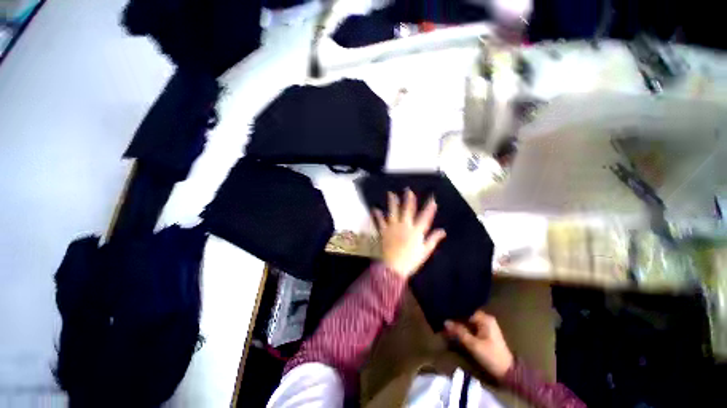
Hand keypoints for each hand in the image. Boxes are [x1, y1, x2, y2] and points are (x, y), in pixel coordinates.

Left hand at [373, 189, 446, 278]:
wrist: (394, 267)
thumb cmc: (411, 260)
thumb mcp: (425, 251)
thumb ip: (433, 239)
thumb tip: (443, 231)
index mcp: (416, 231)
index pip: (425, 217)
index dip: (429, 208)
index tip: (432, 199)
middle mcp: (405, 226)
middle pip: (407, 210)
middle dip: (409, 199)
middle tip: (408, 190)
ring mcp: (393, 227)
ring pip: (393, 211)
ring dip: (392, 202)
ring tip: (391, 194)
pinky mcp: (384, 231)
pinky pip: (380, 221)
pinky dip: (378, 215)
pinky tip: (375, 209)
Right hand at [445, 311, 513, 380]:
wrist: (507, 372)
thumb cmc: (491, 356)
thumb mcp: (474, 345)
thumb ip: (459, 332)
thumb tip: (445, 321)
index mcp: (485, 318)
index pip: (466, 310)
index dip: (454, 311)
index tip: (443, 312)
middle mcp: (485, 319)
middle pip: (466, 315)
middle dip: (455, 318)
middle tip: (442, 319)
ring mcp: (485, 326)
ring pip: (467, 321)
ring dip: (458, 324)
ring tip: (446, 324)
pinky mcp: (484, 333)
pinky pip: (470, 327)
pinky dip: (463, 328)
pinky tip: (454, 330)